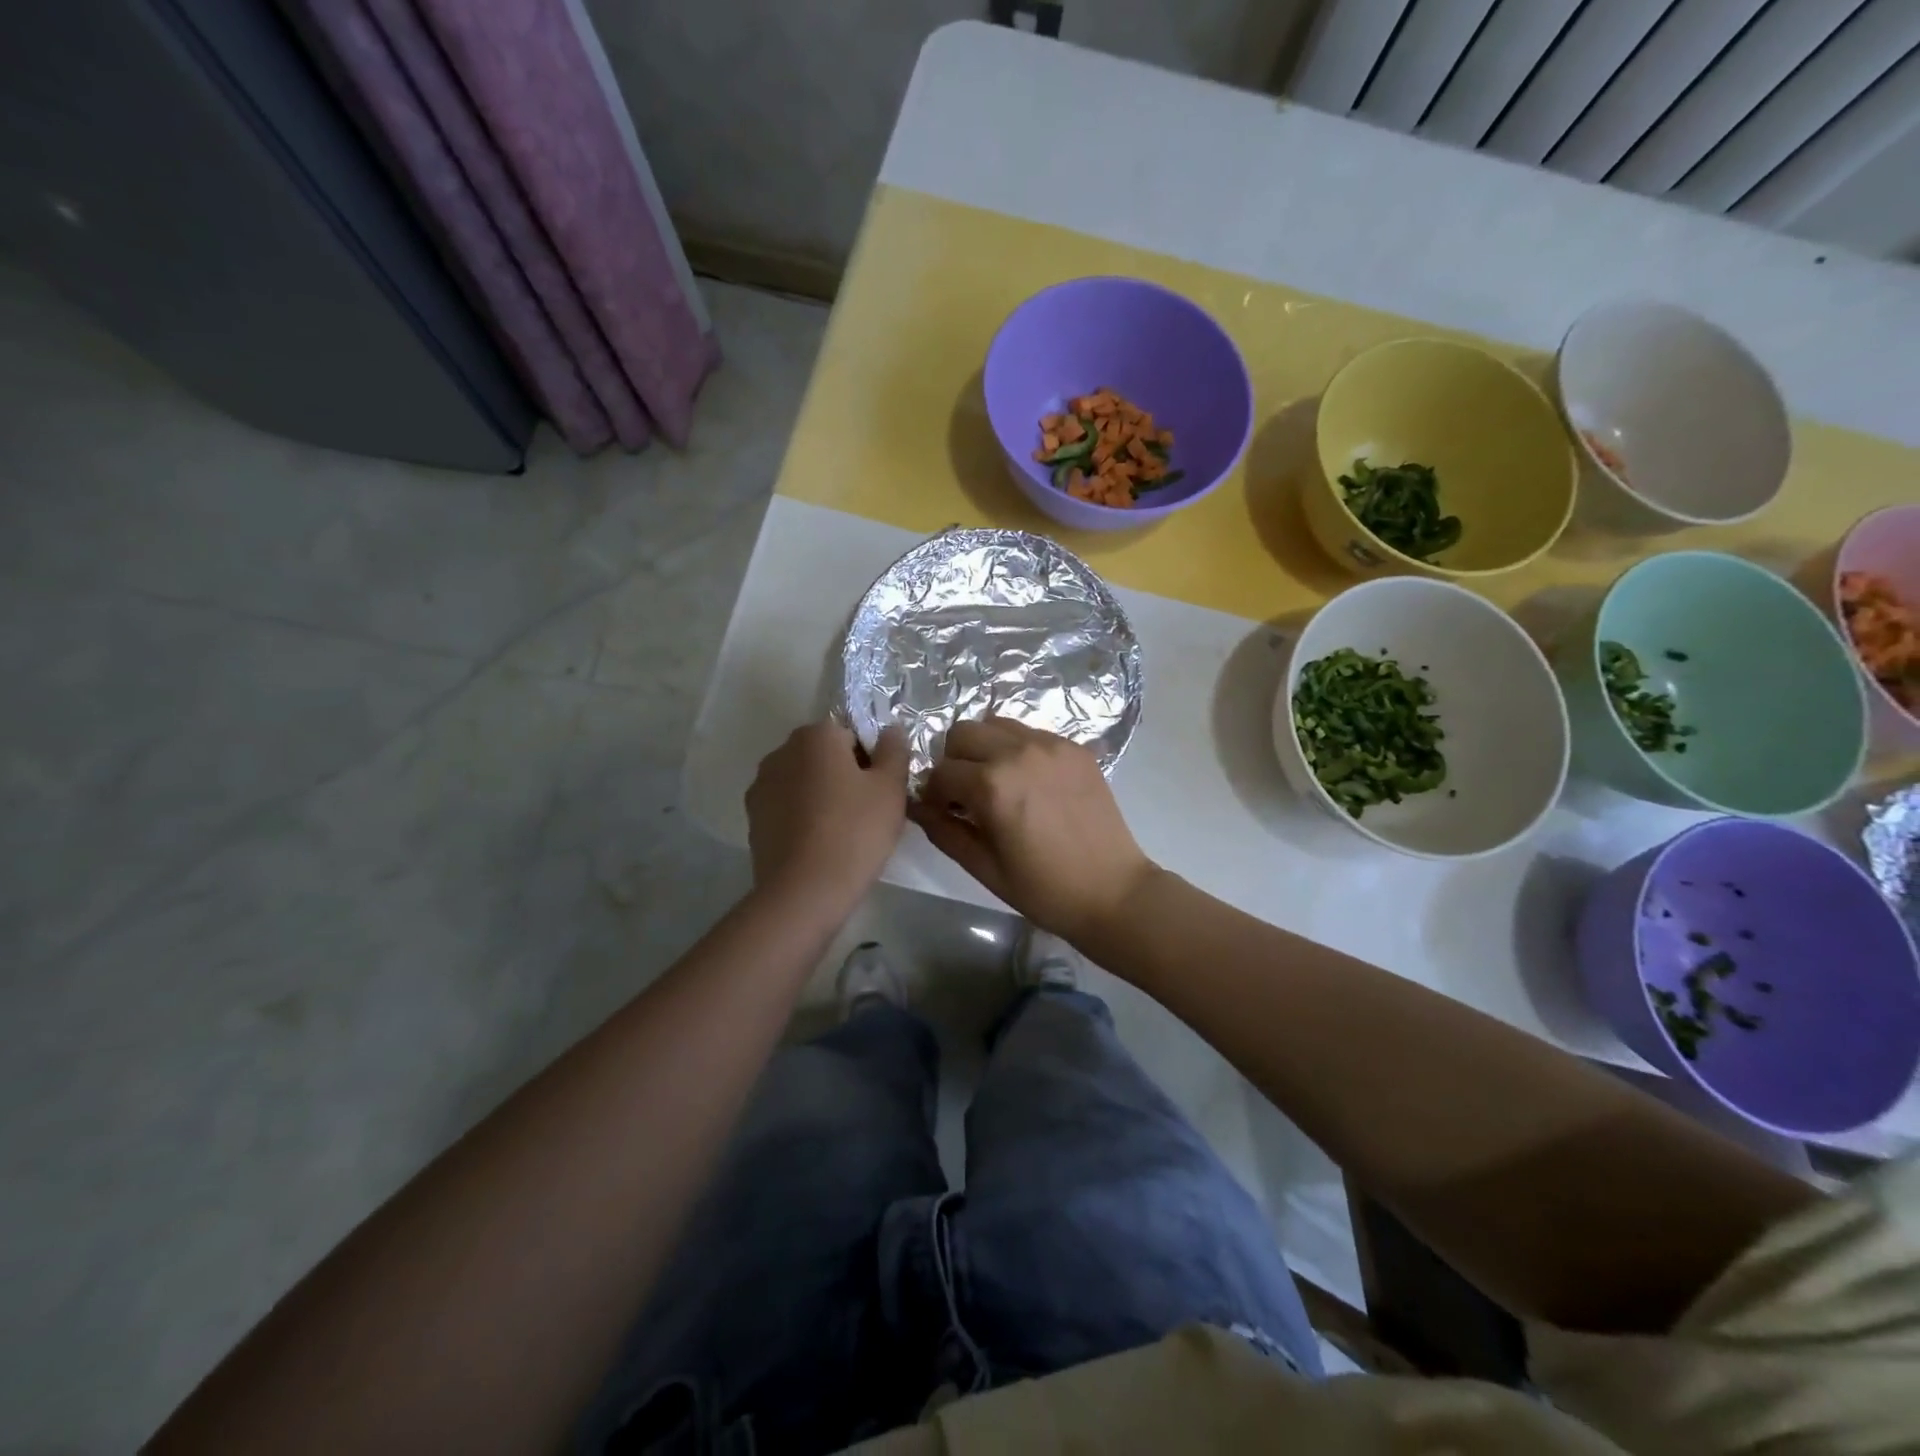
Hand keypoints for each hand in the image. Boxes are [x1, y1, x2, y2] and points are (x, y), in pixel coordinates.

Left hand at [746, 721, 908, 901]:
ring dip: (822, 797)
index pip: (852, 735)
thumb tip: (890, 730)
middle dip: (845, 776)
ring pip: (804, 783)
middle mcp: (781, 752)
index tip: (882, 791)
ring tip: (844, 833)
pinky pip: (787, 809)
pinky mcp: (753, 820)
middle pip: (824, 756)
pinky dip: (803, 819)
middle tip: (868, 812)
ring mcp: (761, 786)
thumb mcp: (890, 788)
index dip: (871, 761)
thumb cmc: (855, 832)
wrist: (804, 891)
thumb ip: (894, 751)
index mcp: (816, 735)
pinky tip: (819, 846)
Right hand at [908, 717, 1155, 942]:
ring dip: (985, 748)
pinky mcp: (1075, 748)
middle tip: (966, 793)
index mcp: (992, 784)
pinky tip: (1030, 782)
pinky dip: (1018, 749)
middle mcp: (1018, 752)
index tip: (943, 812)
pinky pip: (1031, 733)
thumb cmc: (1043, 889)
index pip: (940, 772)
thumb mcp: (983, 867)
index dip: (934, 794)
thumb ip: (943, 830)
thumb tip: (917, 806)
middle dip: (954, 760)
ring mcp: (1051, 745)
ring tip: (998, 782)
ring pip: (996, 724)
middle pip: (963, 732)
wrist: (1113, 891)